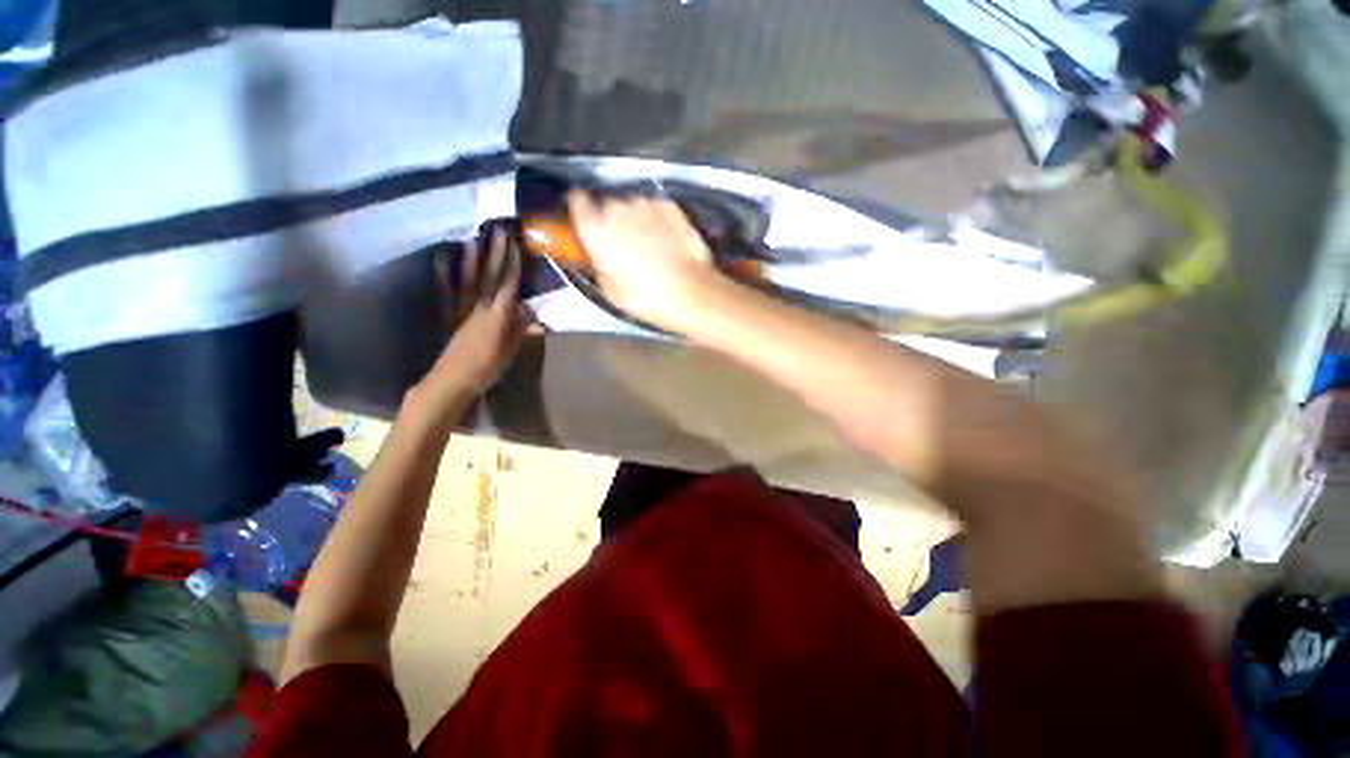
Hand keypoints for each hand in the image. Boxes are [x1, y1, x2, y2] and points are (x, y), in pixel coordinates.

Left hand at [410, 227, 531, 412]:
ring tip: (474, 237)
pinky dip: (444, 275)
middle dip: (495, 252)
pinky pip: (446, 292)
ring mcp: (462, 309)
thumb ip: (520, 328)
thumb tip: (529, 308)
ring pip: (469, 279)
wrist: (453, 380)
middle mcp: (479, 307)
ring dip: (472, 257)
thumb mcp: (510, 350)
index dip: (513, 264)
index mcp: (497, 316)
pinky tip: (442, 259)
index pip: (508, 285)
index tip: (516, 243)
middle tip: (497, 230)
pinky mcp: (450, 315)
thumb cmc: (487, 368)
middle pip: (489, 276)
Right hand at [567, 192, 719, 333]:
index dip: (580, 209)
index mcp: (595, 230)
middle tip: (621, 242)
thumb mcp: (610, 291)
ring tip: (648, 241)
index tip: (586, 218)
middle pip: (607, 205)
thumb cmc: (646, 299)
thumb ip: (599, 265)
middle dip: (611, 219)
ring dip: (636, 218)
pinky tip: (666, 237)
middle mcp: (616, 208)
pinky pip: (656, 209)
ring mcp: (645, 204)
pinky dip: (657, 218)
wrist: (691, 293)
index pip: (577, 202)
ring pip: (633, 206)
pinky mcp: (670, 206)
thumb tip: (600, 257)